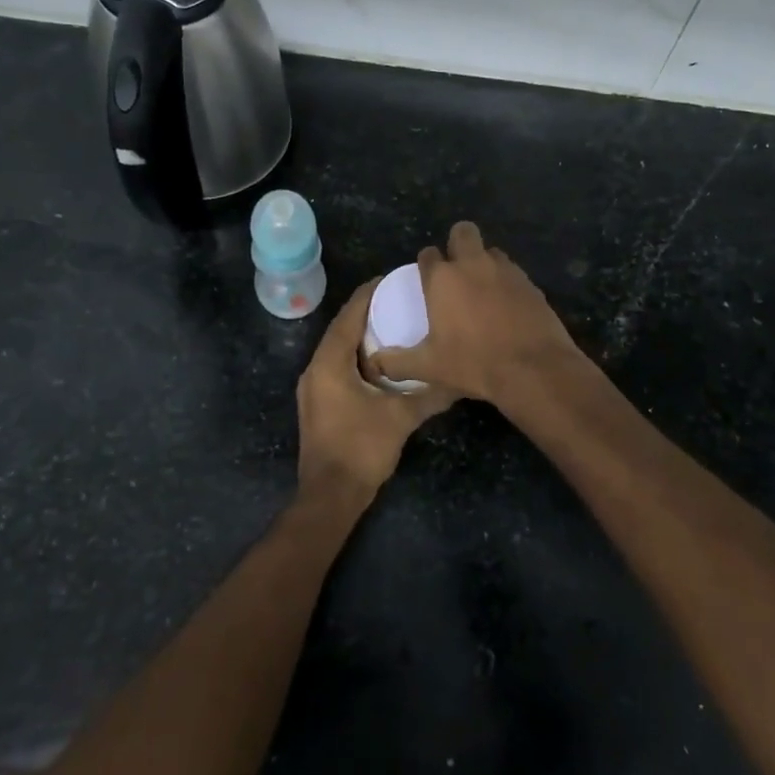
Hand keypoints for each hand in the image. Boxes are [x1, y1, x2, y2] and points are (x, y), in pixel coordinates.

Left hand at [296, 280, 459, 502]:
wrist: (330, 496)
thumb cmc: (361, 449)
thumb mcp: (401, 417)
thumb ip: (430, 394)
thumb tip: (461, 379)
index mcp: (329, 363)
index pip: (349, 315)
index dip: (369, 294)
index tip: (393, 279)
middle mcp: (315, 368)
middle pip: (342, 328)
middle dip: (367, 312)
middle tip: (399, 299)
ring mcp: (313, 388)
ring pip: (338, 349)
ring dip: (362, 336)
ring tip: (394, 325)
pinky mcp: (318, 403)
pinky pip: (337, 367)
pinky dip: (357, 357)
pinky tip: (382, 363)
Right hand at [370, 222, 583, 406]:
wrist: (533, 369)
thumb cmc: (474, 363)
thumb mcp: (429, 367)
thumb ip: (397, 362)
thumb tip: (375, 362)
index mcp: (443, 279)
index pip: (428, 255)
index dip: (426, 264)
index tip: (427, 280)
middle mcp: (473, 265)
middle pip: (463, 232)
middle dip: (457, 243)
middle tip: (456, 271)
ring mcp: (506, 270)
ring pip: (491, 251)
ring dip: (484, 262)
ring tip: (482, 290)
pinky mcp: (530, 283)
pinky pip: (513, 273)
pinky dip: (506, 283)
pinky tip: (506, 307)